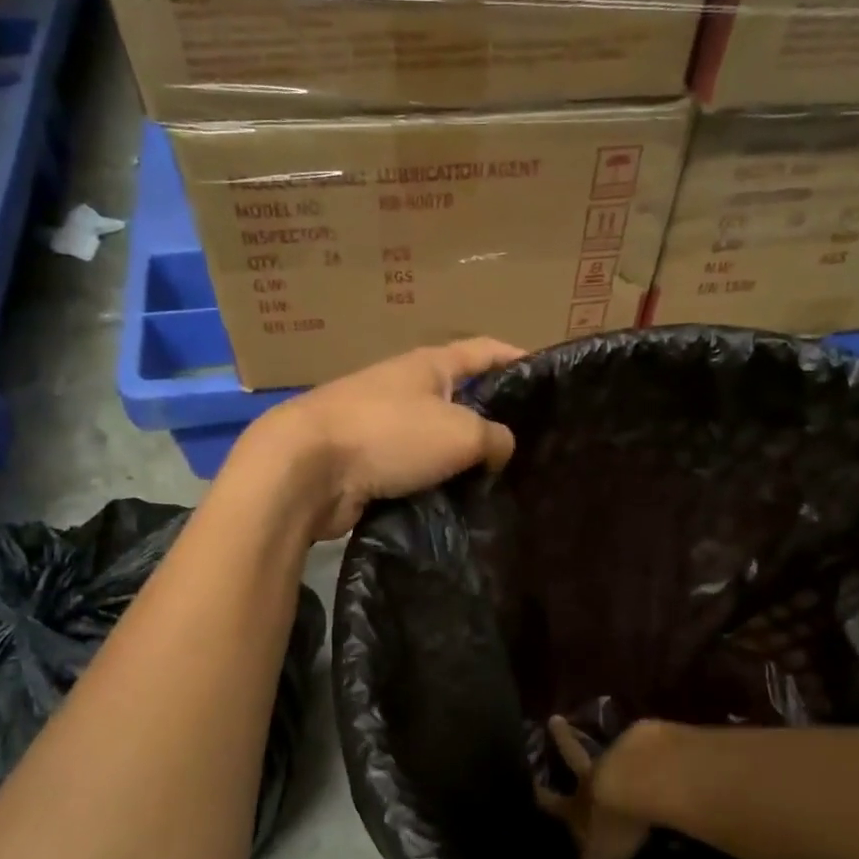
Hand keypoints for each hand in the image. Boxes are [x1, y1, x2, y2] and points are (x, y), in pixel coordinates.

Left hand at [234, 339, 523, 540]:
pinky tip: (461, 507)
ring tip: (502, 485)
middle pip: (462, 399)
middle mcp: (406, 390)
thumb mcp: (460, 431)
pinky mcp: (368, 466)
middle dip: (494, 421)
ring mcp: (382, 428)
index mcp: (430, 365)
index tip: (551, 379)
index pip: (485, 351)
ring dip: (464, 461)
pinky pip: (415, 473)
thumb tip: (501, 449)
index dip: (518, 359)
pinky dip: (436, 486)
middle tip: (532, 449)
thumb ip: (494, 438)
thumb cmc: (389, 434)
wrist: (307, 471)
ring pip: (438, 442)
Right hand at [535, 718, 653, 858]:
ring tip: (617, 733)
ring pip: (611, 747)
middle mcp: (595, 779)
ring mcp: (623, 759)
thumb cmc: (612, 827)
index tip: (526, 780)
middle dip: (563, 741)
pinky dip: (655, 744)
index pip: (552, 802)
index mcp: (578, 807)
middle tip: (553, 718)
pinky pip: (651, 745)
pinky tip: (665, 739)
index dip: (539, 795)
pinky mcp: (654, 748)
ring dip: (609, 741)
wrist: (641, 782)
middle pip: (575, 757)